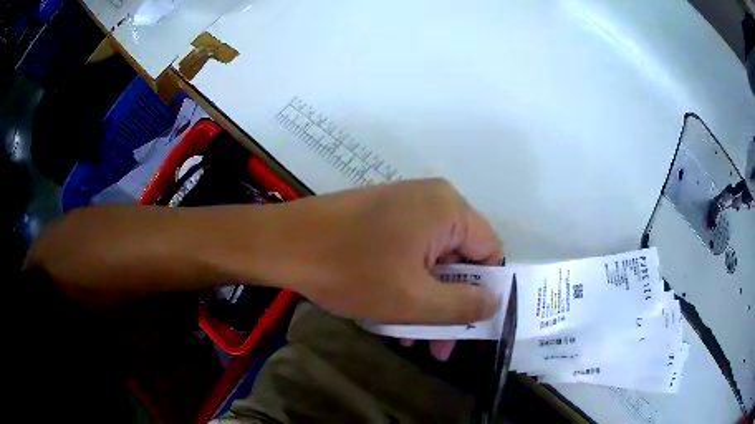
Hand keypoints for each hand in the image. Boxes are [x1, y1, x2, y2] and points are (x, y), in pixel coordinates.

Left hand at [245, 178, 503, 324]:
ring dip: (426, 302)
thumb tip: (494, 302)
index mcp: (449, 209)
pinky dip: (406, 285)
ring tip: (409, 338)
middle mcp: (432, 200)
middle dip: (450, 306)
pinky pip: (408, 254)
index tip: (469, 328)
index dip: (485, 293)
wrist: (284, 243)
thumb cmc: (351, 270)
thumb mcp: (414, 300)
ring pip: (431, 262)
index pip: (490, 252)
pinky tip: (389, 315)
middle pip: (460, 259)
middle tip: (437, 347)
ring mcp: (403, 206)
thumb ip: (463, 306)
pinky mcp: (381, 216)